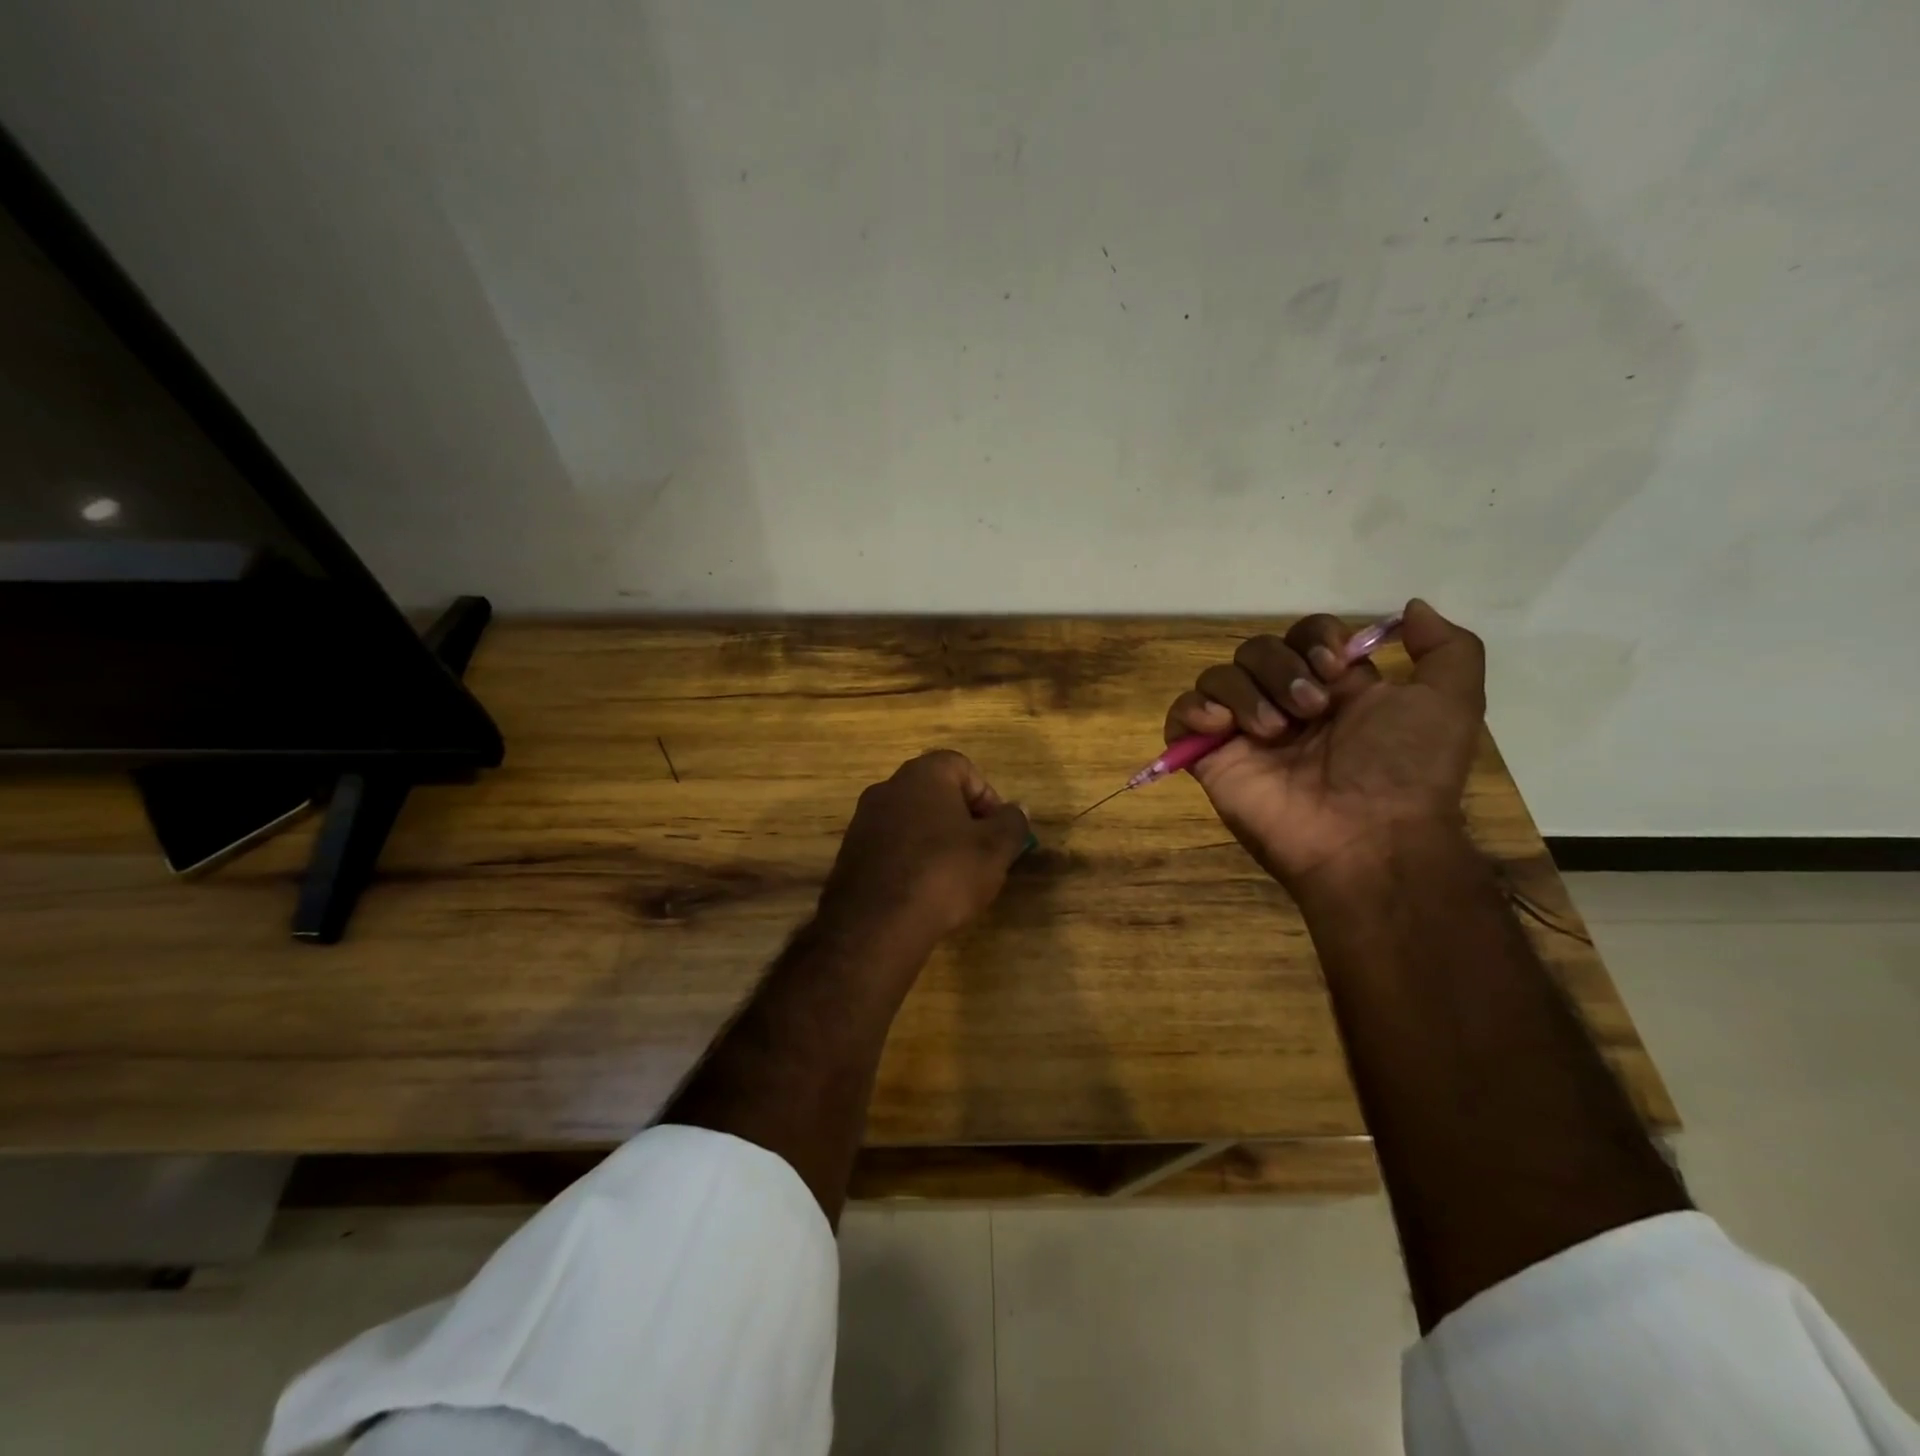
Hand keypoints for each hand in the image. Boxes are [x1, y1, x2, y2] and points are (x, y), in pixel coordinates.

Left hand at [817, 750, 1030, 954]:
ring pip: (912, 820)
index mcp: (922, 774)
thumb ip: (1012, 823)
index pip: (962, 766)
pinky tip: (923, 891)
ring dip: (936, 840)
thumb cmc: (944, 873)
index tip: (997, 831)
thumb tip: (1017, 809)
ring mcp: (864, 820)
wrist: (876, 924)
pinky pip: (891, 846)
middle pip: (935, 792)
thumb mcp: (995, 849)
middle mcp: (888, 787)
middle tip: (980, 854)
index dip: (986, 796)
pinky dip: (910, 860)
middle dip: (962, 820)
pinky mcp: (850, 854)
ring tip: (953, 878)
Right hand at [1164, 599, 1484, 890]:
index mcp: (1333, 688)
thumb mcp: (1452, 702)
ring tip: (1274, 731)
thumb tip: (1411, 608)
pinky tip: (1221, 726)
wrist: (1367, 838)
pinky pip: (1181, 715)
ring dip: (1246, 692)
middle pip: (1257, 649)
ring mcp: (1243, 732)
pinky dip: (1193, 709)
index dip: (1315, 638)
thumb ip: (1448, 648)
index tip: (1336, 667)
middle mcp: (1284, 704)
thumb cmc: (1405, 770)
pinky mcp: (1211, 757)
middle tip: (1311, 710)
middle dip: (1281, 668)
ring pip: (1219, 675)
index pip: (1304, 635)